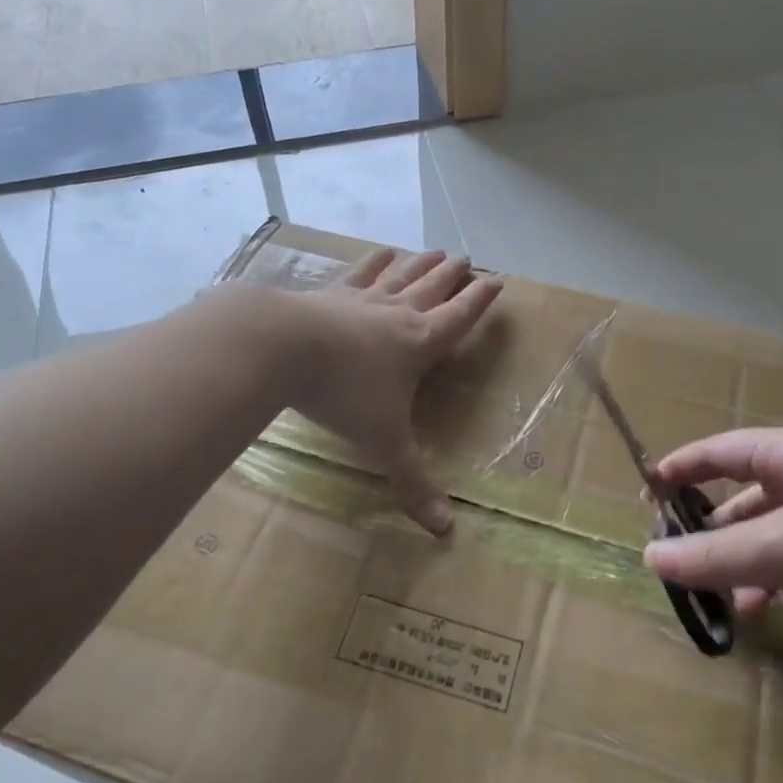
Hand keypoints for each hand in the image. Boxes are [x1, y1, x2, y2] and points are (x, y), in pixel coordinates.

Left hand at [285, 248, 501, 533]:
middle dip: (454, 275)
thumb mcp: (383, 444)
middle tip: (468, 258)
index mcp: (420, 343)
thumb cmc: (344, 393)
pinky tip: (382, 252)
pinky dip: (374, 262)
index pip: (460, 318)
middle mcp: (398, 314)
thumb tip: (446, 530)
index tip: (498, 281)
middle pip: (434, 288)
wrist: (284, 347)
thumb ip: (412, 483)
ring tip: (436, 251)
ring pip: (402, 275)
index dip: (481, 301)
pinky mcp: (330, 293)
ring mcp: (363, 299)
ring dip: (422, 263)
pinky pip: (359, 273)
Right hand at [643, 425, 782, 663]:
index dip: (682, 468)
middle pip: (749, 502)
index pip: (722, 451)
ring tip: (747, 610)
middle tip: (690, 572)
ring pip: (781, 540)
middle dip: (720, 538)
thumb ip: (714, 555)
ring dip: (757, 572)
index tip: (647, 495)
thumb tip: (649, 558)